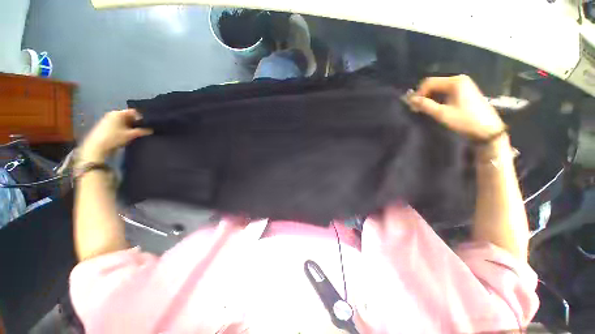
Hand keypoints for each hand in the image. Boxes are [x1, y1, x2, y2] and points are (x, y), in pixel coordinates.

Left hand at [80, 109, 151, 162]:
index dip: (142, 117)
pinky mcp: (105, 126)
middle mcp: (113, 114)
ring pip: (123, 121)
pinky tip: (128, 134)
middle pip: (128, 116)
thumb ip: (142, 131)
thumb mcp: (130, 135)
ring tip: (138, 132)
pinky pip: (118, 125)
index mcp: (119, 113)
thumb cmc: (114, 138)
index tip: (149, 123)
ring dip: (131, 126)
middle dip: (136, 122)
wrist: (96, 147)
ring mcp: (108, 120)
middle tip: (145, 128)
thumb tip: (151, 130)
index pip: (134, 112)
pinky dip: (124, 128)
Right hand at [407, 75, 504, 139]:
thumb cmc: (465, 121)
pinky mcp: (464, 91)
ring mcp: (463, 85)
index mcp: (455, 82)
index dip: (418, 93)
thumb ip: (425, 105)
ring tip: (422, 109)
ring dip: (429, 98)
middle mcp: (458, 80)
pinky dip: (437, 98)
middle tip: (415, 108)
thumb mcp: (442, 114)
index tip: (412, 106)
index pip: (429, 82)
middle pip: (434, 84)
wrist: (488, 130)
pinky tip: (433, 107)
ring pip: (438, 88)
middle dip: (423, 95)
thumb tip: (411, 100)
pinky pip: (445, 91)